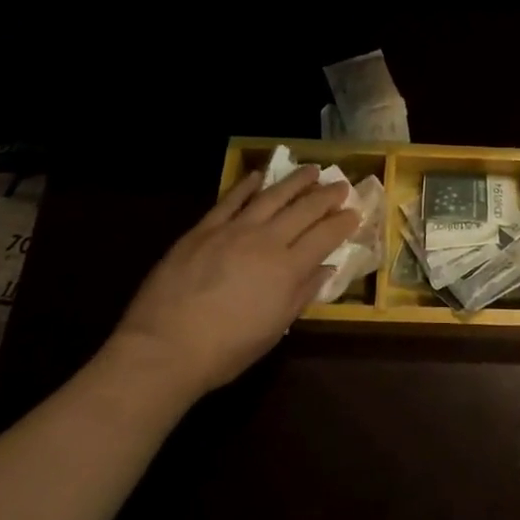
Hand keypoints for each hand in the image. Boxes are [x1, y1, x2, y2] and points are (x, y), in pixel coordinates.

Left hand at [106, 166, 358, 400]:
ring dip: (296, 181)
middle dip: (328, 195)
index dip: (343, 222)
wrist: (165, 348)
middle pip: (305, 209)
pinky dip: (248, 185)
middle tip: (341, 185)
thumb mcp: (274, 330)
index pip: (325, 236)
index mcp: (288, 268)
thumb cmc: (226, 350)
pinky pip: (231, 199)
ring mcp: (234, 229)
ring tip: (312, 170)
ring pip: (272, 195)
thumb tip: (326, 268)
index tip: (354, 212)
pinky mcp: (204, 228)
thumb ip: (302, 294)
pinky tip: (259, 176)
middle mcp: (267, 240)